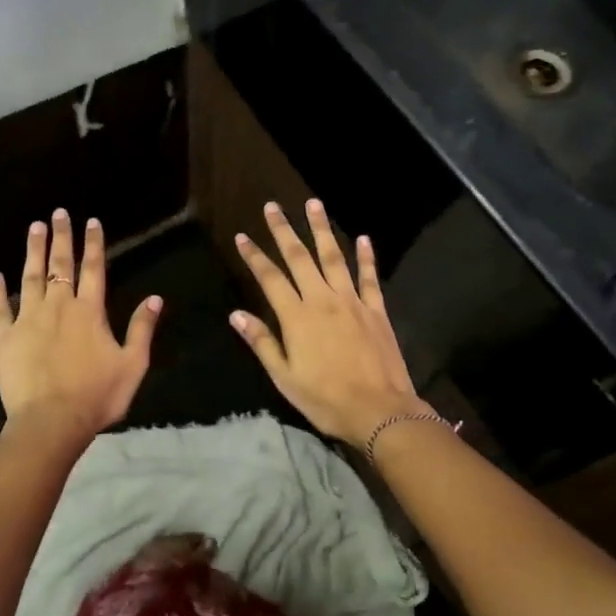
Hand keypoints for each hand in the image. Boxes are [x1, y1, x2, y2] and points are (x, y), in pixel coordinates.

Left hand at [0, 209, 161, 451]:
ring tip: (34, 228)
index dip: (93, 244)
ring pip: (30, 277)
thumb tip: (154, 297)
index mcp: (90, 311)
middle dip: (62, 237)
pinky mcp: (4, 338)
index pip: (93, 269)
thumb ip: (142, 329)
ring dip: (33, 251)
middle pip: (60, 265)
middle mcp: (58, 307)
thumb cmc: (96, 395)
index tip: (91, 221)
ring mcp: (28, 320)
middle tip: (58, 213)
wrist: (50, 422)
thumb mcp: (132, 364)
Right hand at [229, 199, 424, 445]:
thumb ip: (262, 342)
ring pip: (334, 257)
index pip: (270, 278)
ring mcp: (352, 301)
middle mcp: (323, 300)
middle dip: (284, 230)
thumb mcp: (285, 377)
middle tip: (273, 206)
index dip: (254, 256)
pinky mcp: (376, 310)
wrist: (379, 410)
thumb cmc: (326, 399)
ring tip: (314, 204)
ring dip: (322, 229)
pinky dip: (366, 257)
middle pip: (300, 258)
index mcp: (297, 317)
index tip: (242, 236)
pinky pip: (369, 277)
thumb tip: (236, 315)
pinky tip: (364, 238)